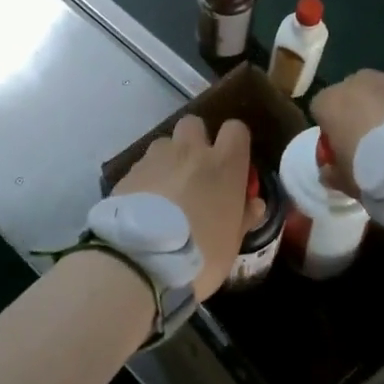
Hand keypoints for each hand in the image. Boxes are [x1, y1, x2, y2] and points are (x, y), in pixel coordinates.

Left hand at [113, 115, 258, 302]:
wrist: (141, 260)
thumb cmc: (200, 254)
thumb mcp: (232, 243)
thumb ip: (244, 217)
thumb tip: (254, 203)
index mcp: (223, 165)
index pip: (236, 129)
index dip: (234, 142)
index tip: (232, 162)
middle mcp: (190, 152)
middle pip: (194, 124)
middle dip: (195, 141)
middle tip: (195, 170)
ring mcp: (156, 158)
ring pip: (165, 143)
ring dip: (168, 160)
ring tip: (165, 189)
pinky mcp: (129, 172)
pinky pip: (143, 165)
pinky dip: (146, 178)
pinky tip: (144, 204)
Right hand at [310, 70, 383, 192]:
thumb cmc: (381, 173)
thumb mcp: (349, 184)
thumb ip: (333, 172)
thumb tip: (329, 170)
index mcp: (332, 102)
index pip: (320, 109)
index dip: (331, 129)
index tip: (343, 149)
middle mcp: (359, 81)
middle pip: (353, 94)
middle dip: (360, 113)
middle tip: (376, 143)